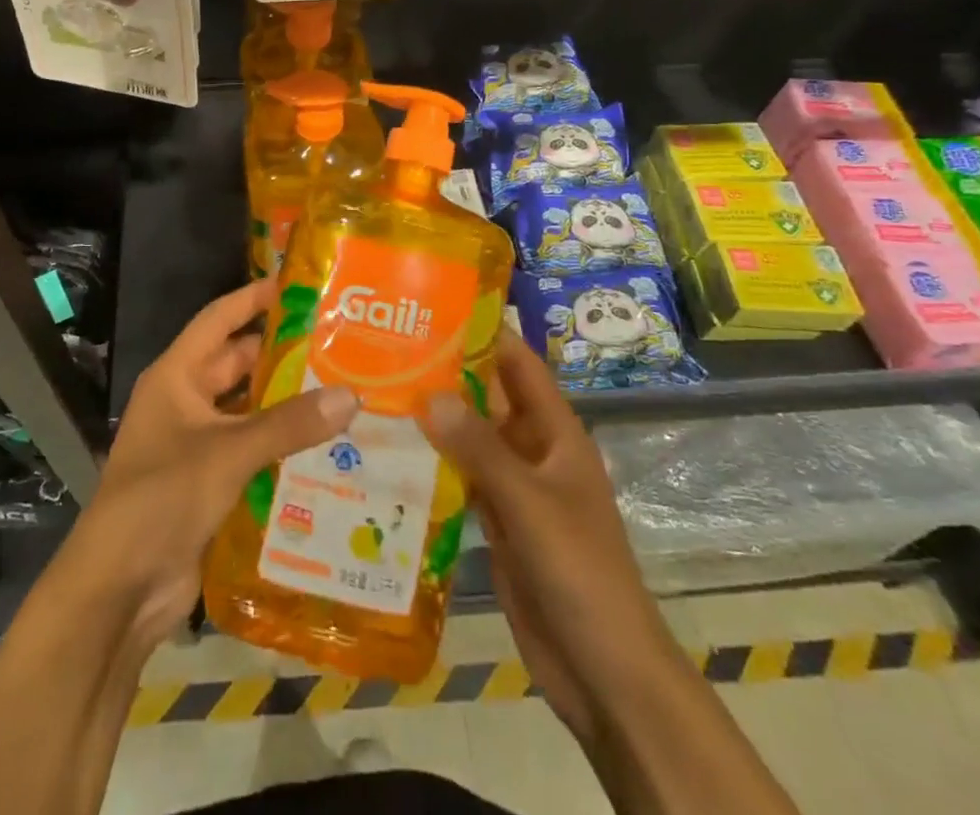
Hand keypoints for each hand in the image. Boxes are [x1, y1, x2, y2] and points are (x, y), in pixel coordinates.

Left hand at [59, 280, 358, 652]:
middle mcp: (184, 402)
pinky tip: (325, 445)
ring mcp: (195, 444)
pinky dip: (281, 445)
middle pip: (236, 364)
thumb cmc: (162, 497)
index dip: (252, 299)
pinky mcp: (208, 483)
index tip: (296, 285)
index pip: (218, 320)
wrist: (120, 589)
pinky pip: (251, 450)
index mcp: (176, 377)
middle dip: (280, 354)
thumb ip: (288, 424)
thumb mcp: (227, 452)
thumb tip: (351, 395)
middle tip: (335, 343)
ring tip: (340, 389)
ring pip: (247, 410)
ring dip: (284, 403)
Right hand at [421, 333, 667, 739]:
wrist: (603, 670)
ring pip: (470, 438)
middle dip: (446, 374)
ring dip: (434, 418)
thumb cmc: (580, 572)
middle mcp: (533, 450)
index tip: (435, 308)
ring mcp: (514, 487)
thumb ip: (480, 449)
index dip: (486, 333)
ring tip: (377, 390)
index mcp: (555, 433)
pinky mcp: (496, 521)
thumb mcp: (530, 503)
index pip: (519, 365)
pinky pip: (461, 478)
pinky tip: (390, 451)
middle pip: (487, 398)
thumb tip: (428, 393)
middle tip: (387, 348)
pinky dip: (432, 463)